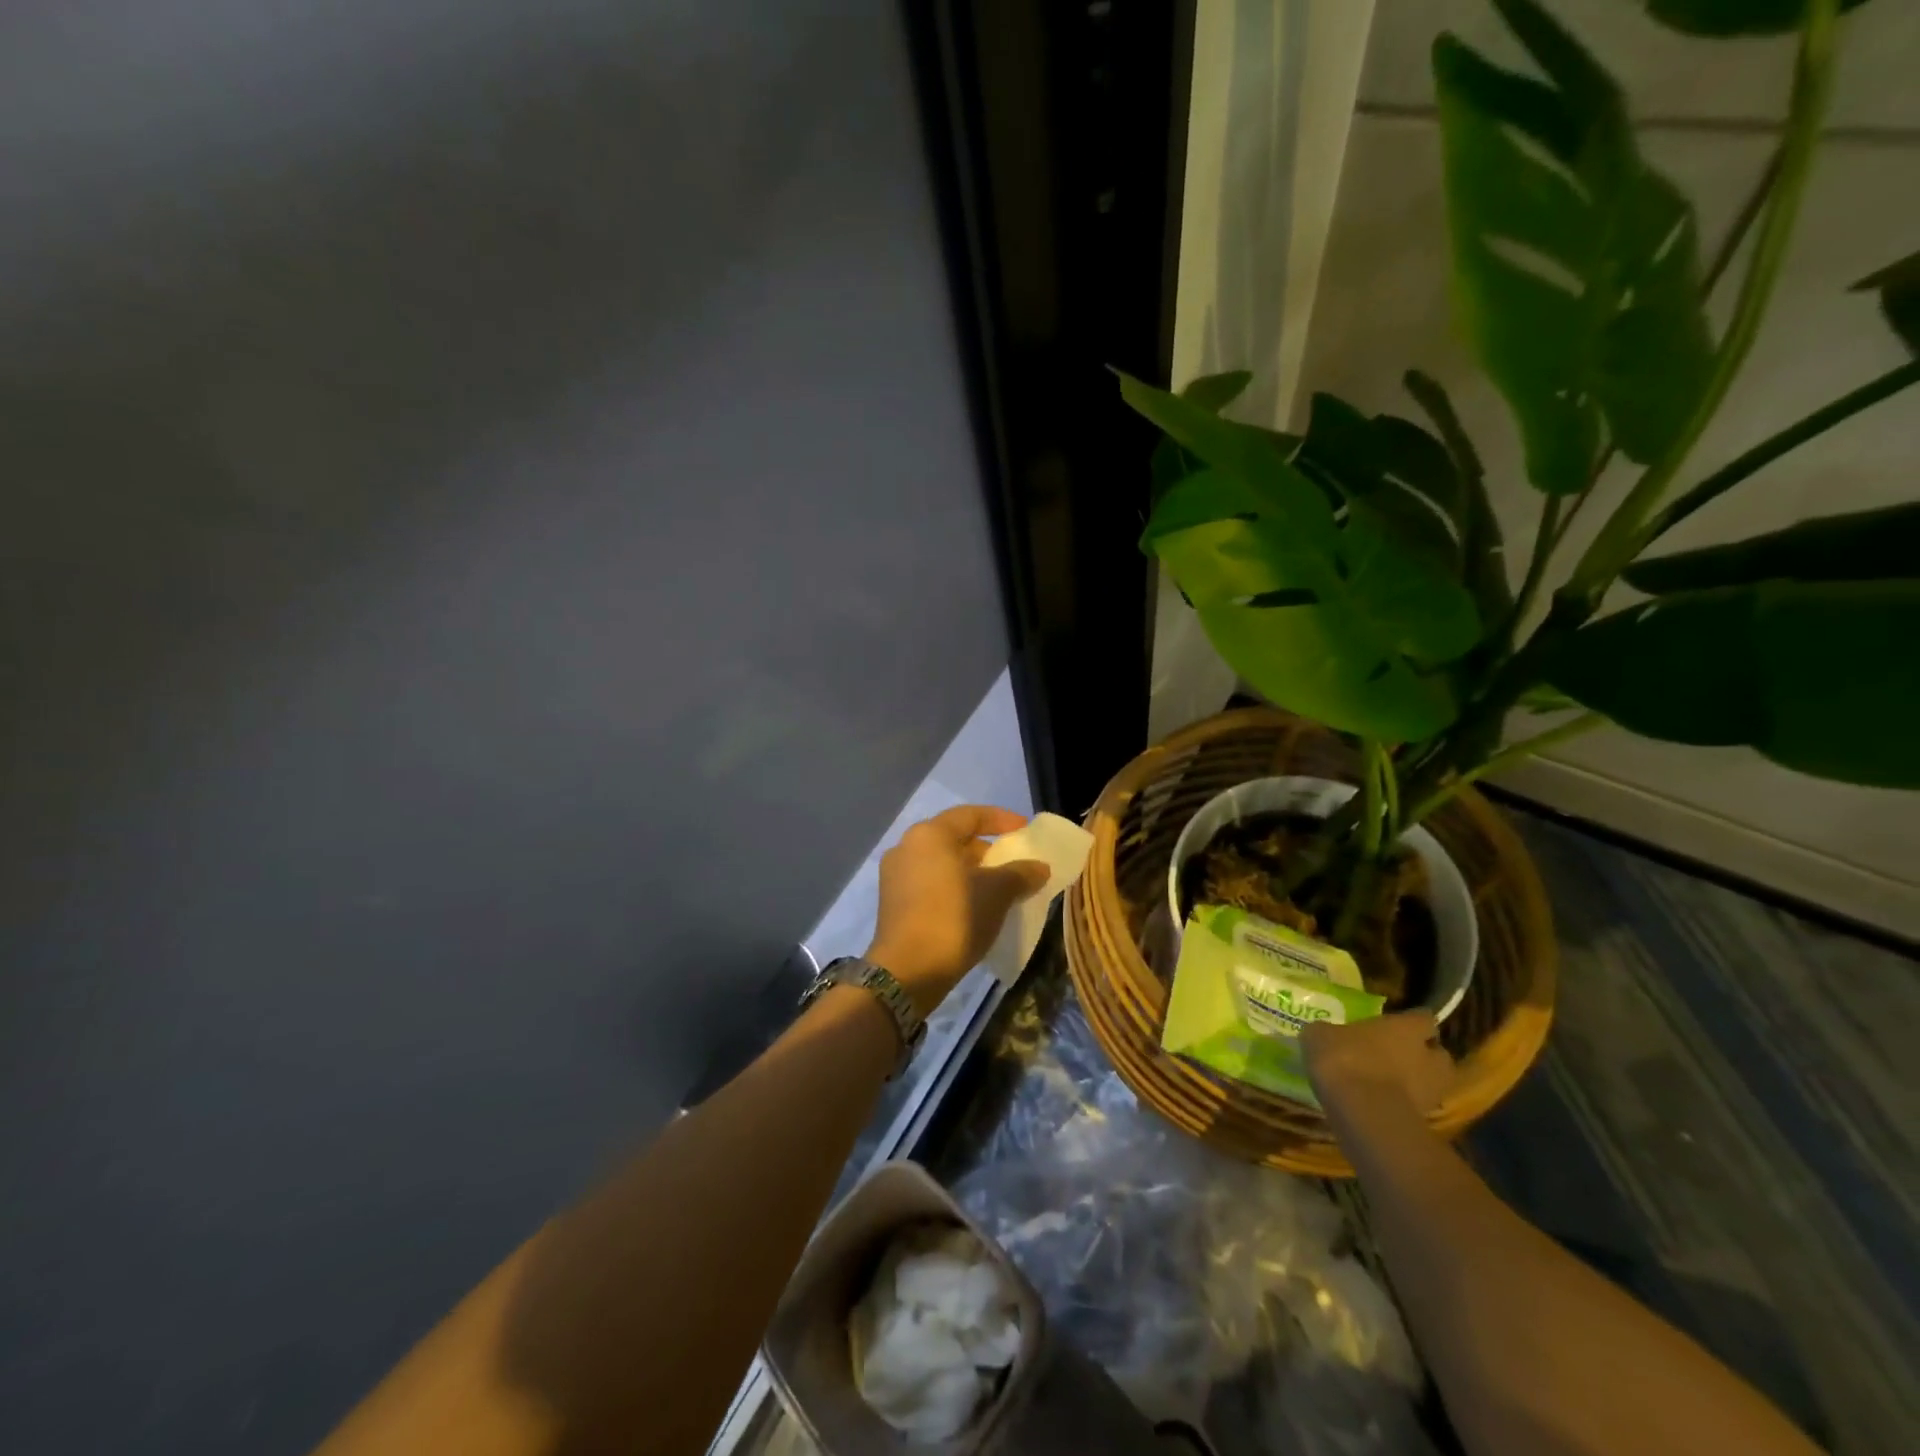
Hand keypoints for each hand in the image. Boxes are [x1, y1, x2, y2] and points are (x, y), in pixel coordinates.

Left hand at [865, 805, 1048, 1017]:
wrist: (908, 970)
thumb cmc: (954, 918)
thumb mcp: (997, 893)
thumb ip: (1020, 873)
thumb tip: (1039, 866)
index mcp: (930, 835)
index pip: (970, 815)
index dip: (1001, 819)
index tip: (1025, 830)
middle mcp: (907, 846)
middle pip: (953, 838)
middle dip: (986, 849)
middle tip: (1012, 863)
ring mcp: (895, 875)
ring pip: (941, 863)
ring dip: (970, 871)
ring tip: (997, 887)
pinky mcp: (892, 902)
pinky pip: (930, 883)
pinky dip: (953, 887)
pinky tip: (973, 906)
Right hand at [1301, 1011, 1456, 1121]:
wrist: (1362, 1112)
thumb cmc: (1344, 1058)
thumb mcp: (1320, 1035)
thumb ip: (1329, 1032)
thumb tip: (1324, 1033)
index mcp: (1406, 1028)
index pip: (1422, 1018)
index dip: (1412, 1021)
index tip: (1398, 1024)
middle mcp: (1427, 1056)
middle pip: (1437, 1054)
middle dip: (1422, 1055)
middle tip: (1397, 1055)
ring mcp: (1430, 1091)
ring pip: (1431, 1082)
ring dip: (1416, 1082)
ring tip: (1388, 1082)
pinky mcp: (1424, 1121)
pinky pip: (1416, 1106)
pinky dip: (1403, 1104)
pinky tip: (1379, 1103)